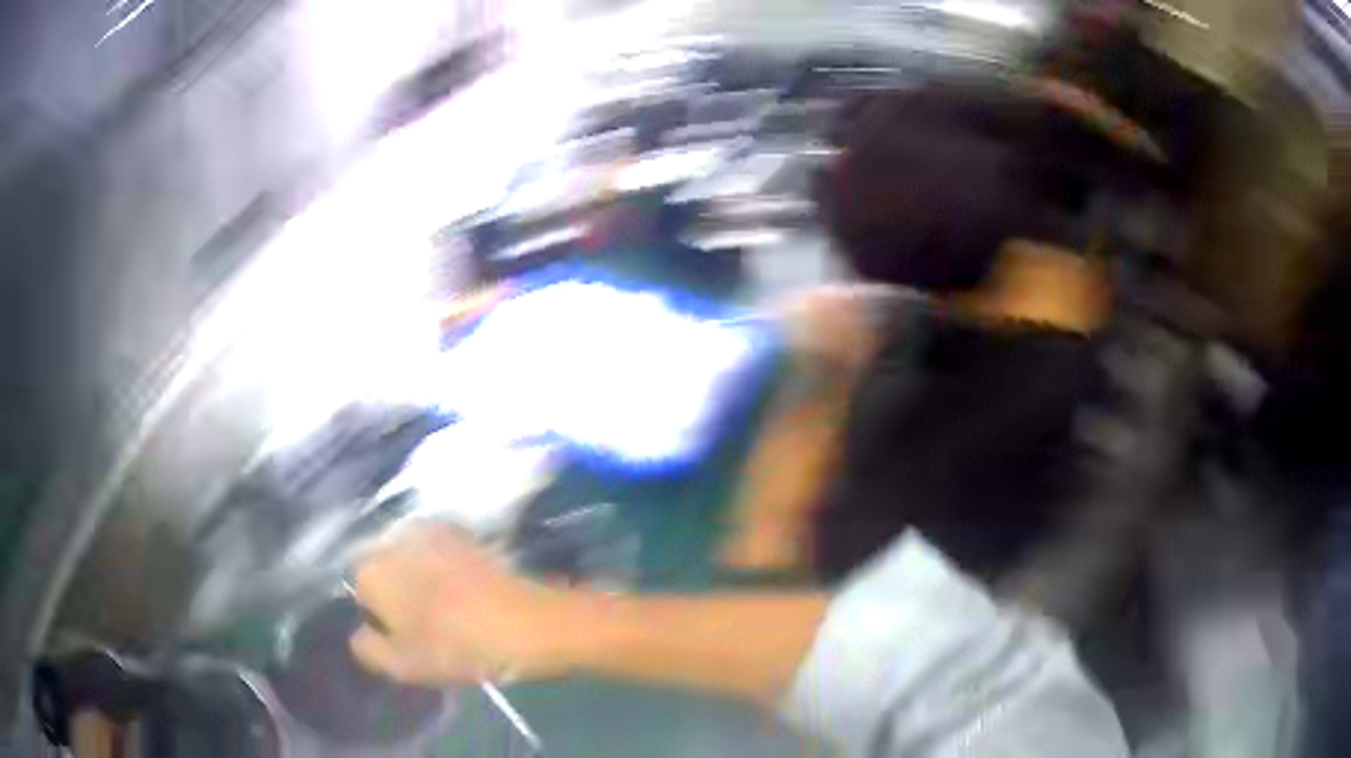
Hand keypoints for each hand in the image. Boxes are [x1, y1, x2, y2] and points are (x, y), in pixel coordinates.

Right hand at [349, 525, 579, 684]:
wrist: (527, 622)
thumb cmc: (458, 647)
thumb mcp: (403, 665)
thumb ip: (368, 648)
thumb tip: (360, 632)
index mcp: (371, 569)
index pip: (360, 590)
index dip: (381, 616)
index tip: (407, 635)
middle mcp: (393, 538)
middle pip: (383, 567)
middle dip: (397, 590)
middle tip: (427, 623)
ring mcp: (429, 528)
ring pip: (409, 557)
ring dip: (420, 576)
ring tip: (450, 608)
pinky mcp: (462, 530)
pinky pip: (438, 550)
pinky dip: (444, 566)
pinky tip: (466, 590)